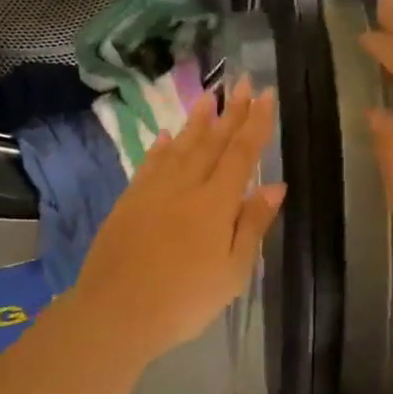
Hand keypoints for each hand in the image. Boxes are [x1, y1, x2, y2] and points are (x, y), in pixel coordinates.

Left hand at [69, 79, 284, 363]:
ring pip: (180, 146)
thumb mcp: (233, 271)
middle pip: (212, 142)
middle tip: (242, 81)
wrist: (116, 312)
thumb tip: (275, 185)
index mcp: (216, 203)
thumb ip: (253, 224)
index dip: (255, 123)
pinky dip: (160, 147)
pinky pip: (149, 164)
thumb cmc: (185, 300)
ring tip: (209, 96)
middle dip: (230, 111)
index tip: (265, 94)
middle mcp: (185, 186)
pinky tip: (165, 135)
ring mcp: (153, 190)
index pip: (241, 153)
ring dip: (196, 121)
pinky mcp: (129, 201)